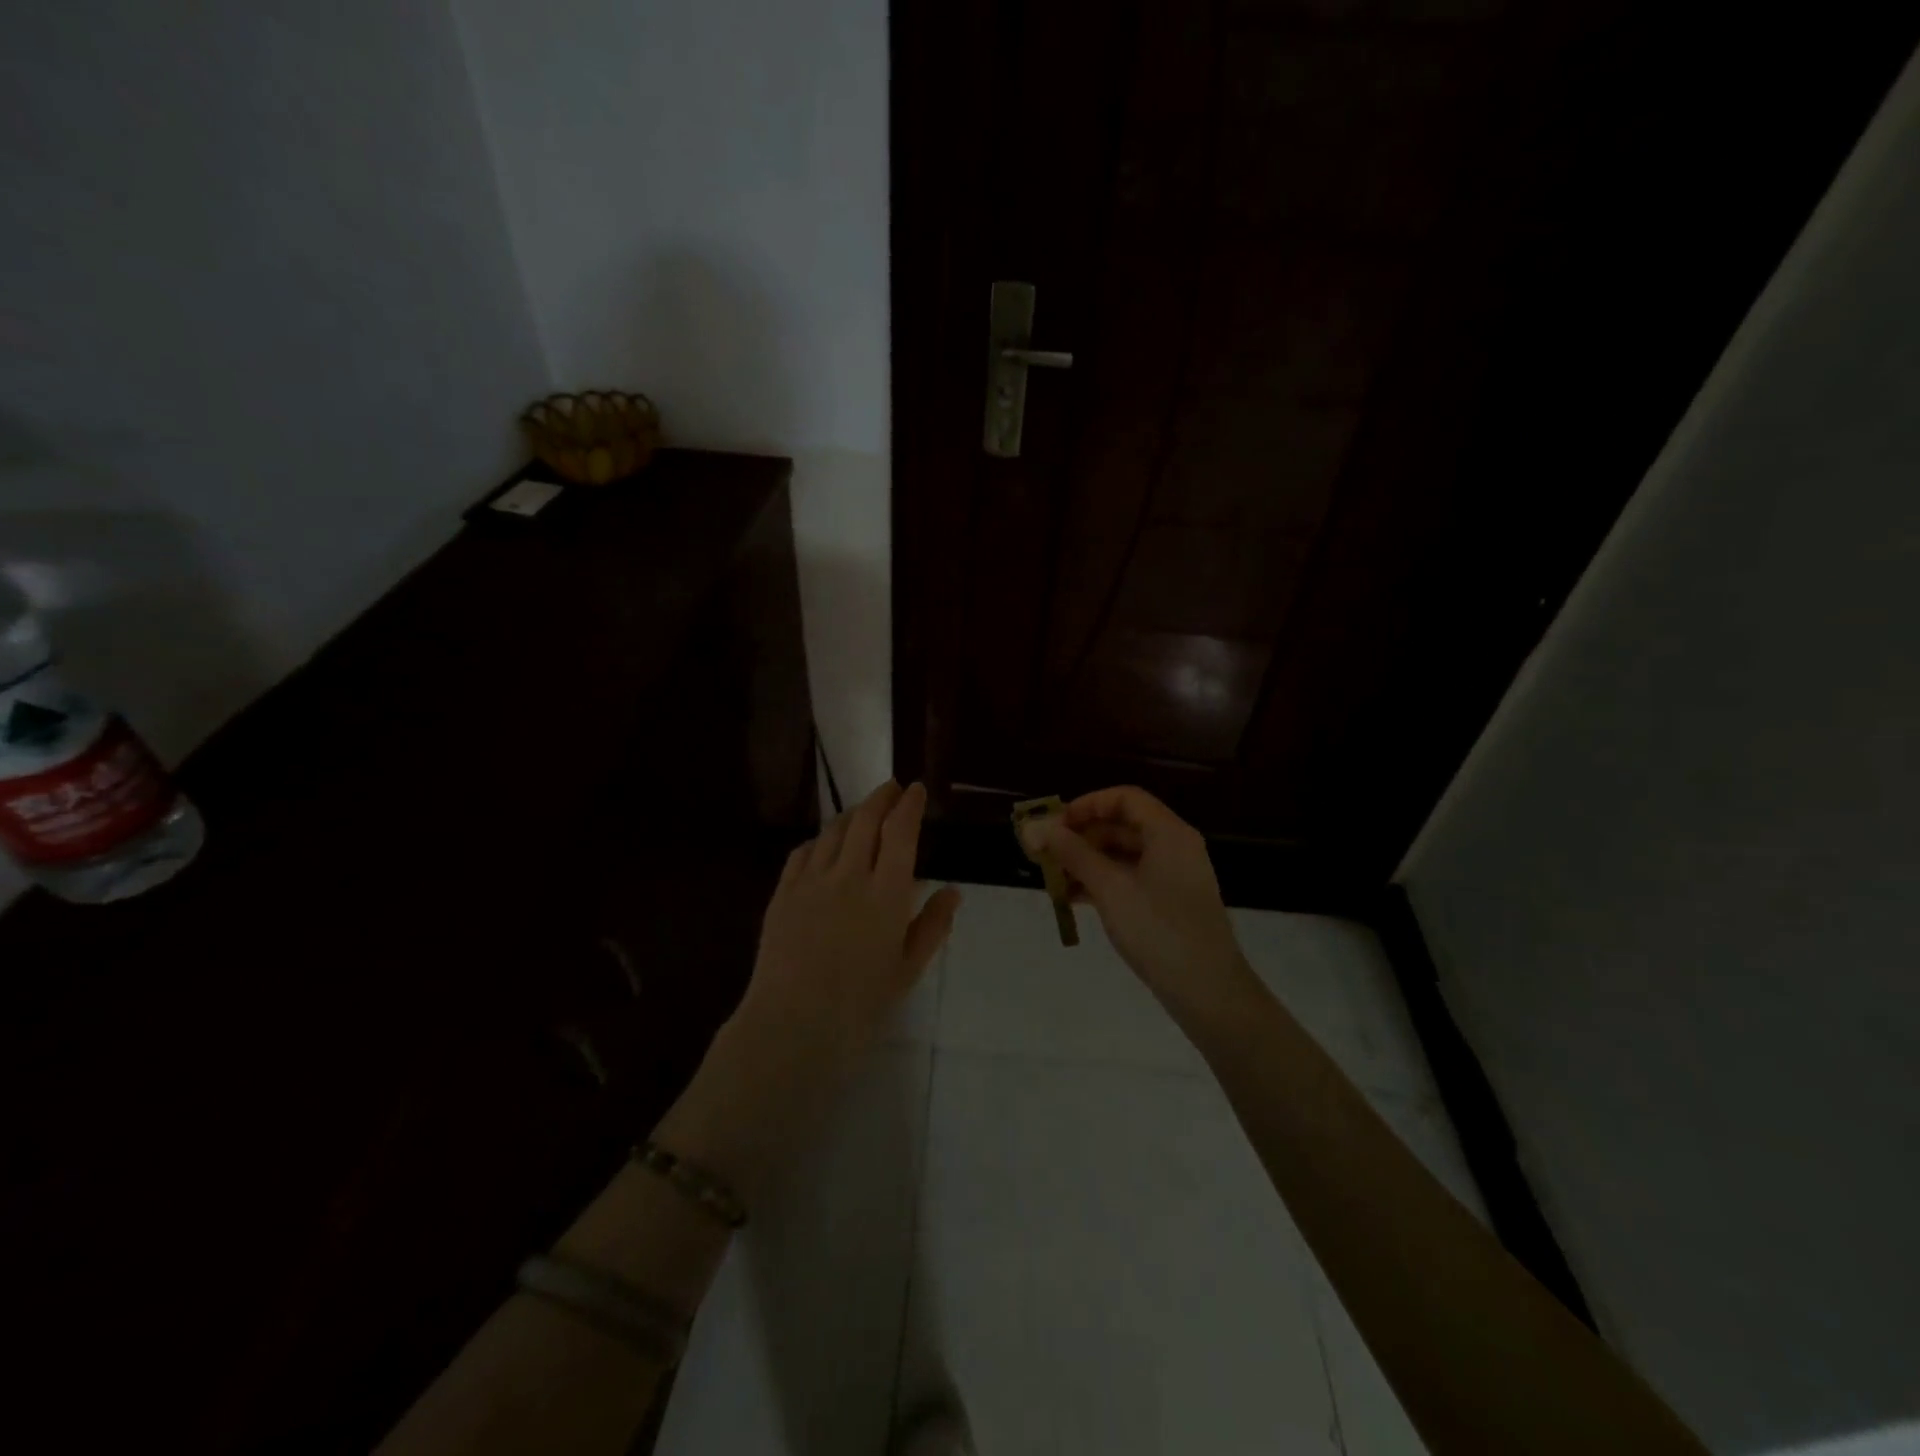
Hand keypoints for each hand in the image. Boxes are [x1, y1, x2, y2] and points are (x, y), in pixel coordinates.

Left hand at [736, 779, 960, 1068]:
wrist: (793, 1023)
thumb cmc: (860, 1003)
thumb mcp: (908, 969)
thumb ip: (932, 926)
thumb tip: (952, 891)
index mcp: (886, 893)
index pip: (901, 832)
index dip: (910, 805)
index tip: (917, 789)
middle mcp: (850, 875)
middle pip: (865, 820)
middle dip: (882, 797)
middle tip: (893, 787)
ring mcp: (812, 881)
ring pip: (833, 831)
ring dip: (852, 813)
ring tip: (863, 811)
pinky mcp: (783, 893)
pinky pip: (803, 852)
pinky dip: (819, 839)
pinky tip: (824, 843)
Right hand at [1026, 786, 1251, 1019]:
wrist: (1208, 992)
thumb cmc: (1158, 930)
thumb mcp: (1110, 888)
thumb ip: (1072, 854)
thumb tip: (1034, 827)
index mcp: (1168, 833)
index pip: (1125, 798)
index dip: (1087, 805)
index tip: (1055, 824)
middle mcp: (1174, 847)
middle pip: (1122, 825)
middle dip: (1081, 836)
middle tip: (1045, 853)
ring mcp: (1173, 877)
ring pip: (1123, 855)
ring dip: (1087, 862)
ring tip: (1052, 878)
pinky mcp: (1168, 904)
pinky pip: (1130, 879)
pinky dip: (1102, 882)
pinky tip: (1073, 898)